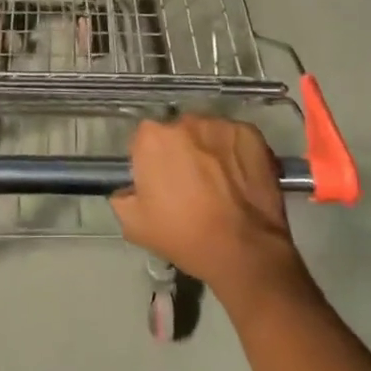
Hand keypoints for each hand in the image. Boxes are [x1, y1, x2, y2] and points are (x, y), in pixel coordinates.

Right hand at [111, 116, 304, 296]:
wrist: (244, 250)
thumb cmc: (185, 236)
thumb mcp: (135, 226)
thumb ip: (122, 197)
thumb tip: (127, 187)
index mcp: (152, 137)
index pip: (145, 141)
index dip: (152, 162)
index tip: (162, 184)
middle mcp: (184, 120)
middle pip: (177, 133)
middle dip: (181, 152)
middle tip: (192, 185)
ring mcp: (218, 124)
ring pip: (206, 133)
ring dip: (208, 150)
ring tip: (220, 183)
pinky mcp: (248, 131)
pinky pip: (235, 137)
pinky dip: (235, 152)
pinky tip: (240, 179)